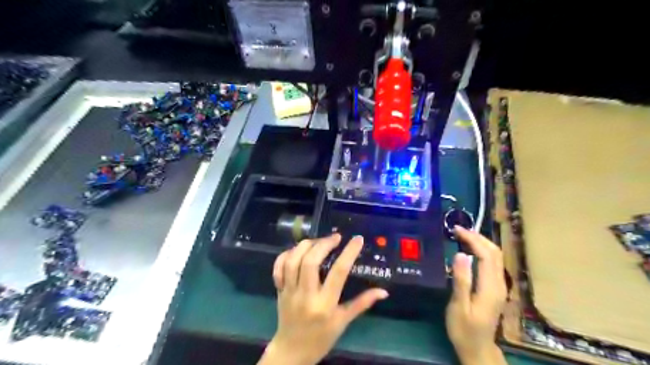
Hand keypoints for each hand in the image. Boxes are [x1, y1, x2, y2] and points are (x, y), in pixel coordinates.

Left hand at [261, 234, 389, 364]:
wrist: (291, 352)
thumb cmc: (321, 338)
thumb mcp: (343, 322)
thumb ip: (362, 303)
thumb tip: (383, 291)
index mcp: (325, 304)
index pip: (338, 273)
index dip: (349, 253)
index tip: (357, 239)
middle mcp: (306, 295)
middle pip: (310, 262)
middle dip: (324, 244)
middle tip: (336, 237)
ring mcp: (289, 291)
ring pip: (293, 261)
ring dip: (306, 245)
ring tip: (318, 241)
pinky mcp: (279, 290)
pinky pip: (279, 267)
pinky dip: (286, 254)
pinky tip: (298, 250)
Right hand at [447, 226, 507, 364]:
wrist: (477, 349)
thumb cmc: (464, 329)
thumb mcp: (459, 306)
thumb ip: (461, 280)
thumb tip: (461, 254)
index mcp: (490, 287)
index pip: (486, 255)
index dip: (472, 239)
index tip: (456, 230)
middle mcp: (499, 284)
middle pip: (495, 253)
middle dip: (478, 237)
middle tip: (459, 230)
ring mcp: (499, 286)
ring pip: (496, 257)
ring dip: (481, 242)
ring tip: (463, 235)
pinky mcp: (496, 288)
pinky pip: (493, 263)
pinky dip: (483, 251)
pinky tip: (471, 250)